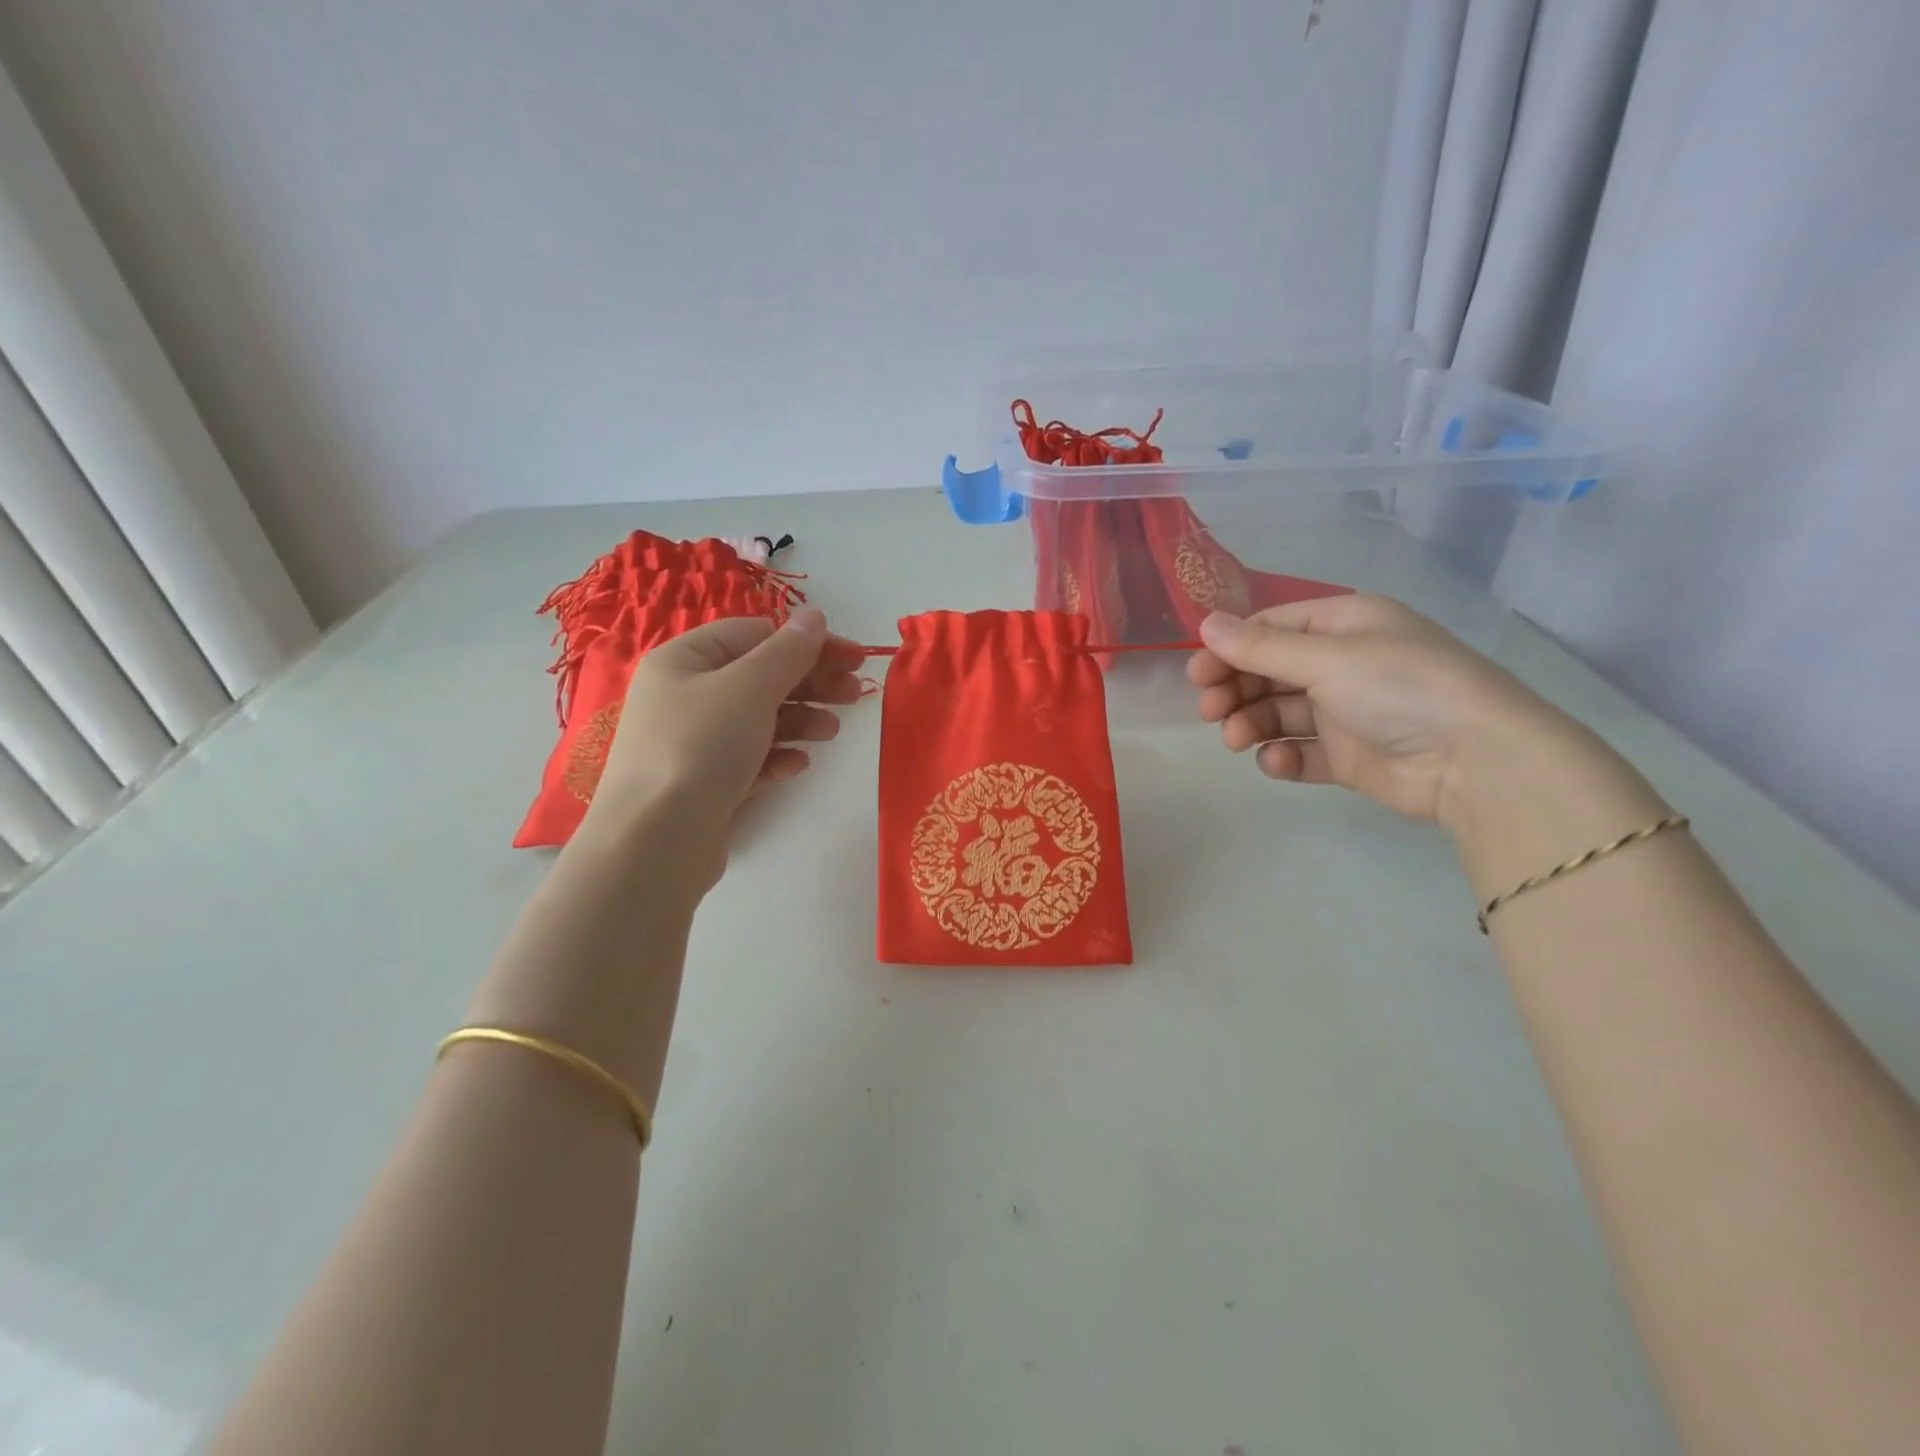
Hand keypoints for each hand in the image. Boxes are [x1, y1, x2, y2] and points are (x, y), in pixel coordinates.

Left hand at [581, 607, 863, 847]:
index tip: (854, 658)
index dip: (808, 642)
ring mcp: (692, 743)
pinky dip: (777, 756)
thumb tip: (816, 616)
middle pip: (760, 677)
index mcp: (685, 659)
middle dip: (810, 683)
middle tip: (854, 695)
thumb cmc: (700, 746)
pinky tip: (798, 764)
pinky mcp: (704, 784)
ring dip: (799, 720)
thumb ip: (789, 651)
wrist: (655, 841)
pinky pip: (748, 759)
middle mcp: (684, 695)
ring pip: (758, 719)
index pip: (755, 634)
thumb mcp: (750, 687)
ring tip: (831, 733)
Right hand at [1187, 595, 1577, 828]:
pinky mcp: (1348, 757)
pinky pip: (1301, 752)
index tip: (1197, 673)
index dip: (1231, 648)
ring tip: (1237, 740)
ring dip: (1251, 723)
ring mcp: (1346, 713)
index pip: (1273, 628)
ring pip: (1279, 712)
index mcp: (1345, 626)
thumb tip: (1205, 625)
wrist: (1475, 762)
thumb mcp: (1326, 658)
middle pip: (1270, 671)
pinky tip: (1277, 762)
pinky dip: (1283, 756)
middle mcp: (1344, 664)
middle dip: (1235, 688)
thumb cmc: (1399, 687)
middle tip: (1209, 710)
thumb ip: (1260, 647)